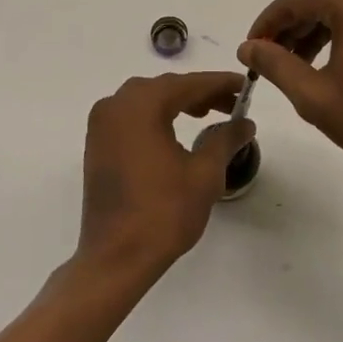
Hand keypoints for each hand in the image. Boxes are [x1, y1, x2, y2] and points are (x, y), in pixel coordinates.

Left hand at [77, 72, 254, 284]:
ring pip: (146, 100)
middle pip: (165, 88)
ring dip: (178, 103)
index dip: (219, 83)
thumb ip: (225, 139)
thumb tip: (245, 123)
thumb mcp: (204, 174)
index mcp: (141, 106)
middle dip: (200, 93)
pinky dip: (156, 116)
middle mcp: (115, 106)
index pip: (188, 84)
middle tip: (231, 104)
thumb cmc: (163, 213)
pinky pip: (131, 116)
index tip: (245, 85)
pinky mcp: (97, 145)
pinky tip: (176, 131)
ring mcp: (101, 125)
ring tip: (209, 116)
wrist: (116, 258)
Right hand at [239, 0, 342, 183]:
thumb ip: (275, 64)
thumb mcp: (314, 95)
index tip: (250, 47)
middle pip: (322, 1)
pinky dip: (342, 34)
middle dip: (291, 27)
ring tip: (293, 64)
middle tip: (267, 58)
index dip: (269, 21)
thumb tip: (248, 47)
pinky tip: (326, 61)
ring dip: (315, 32)